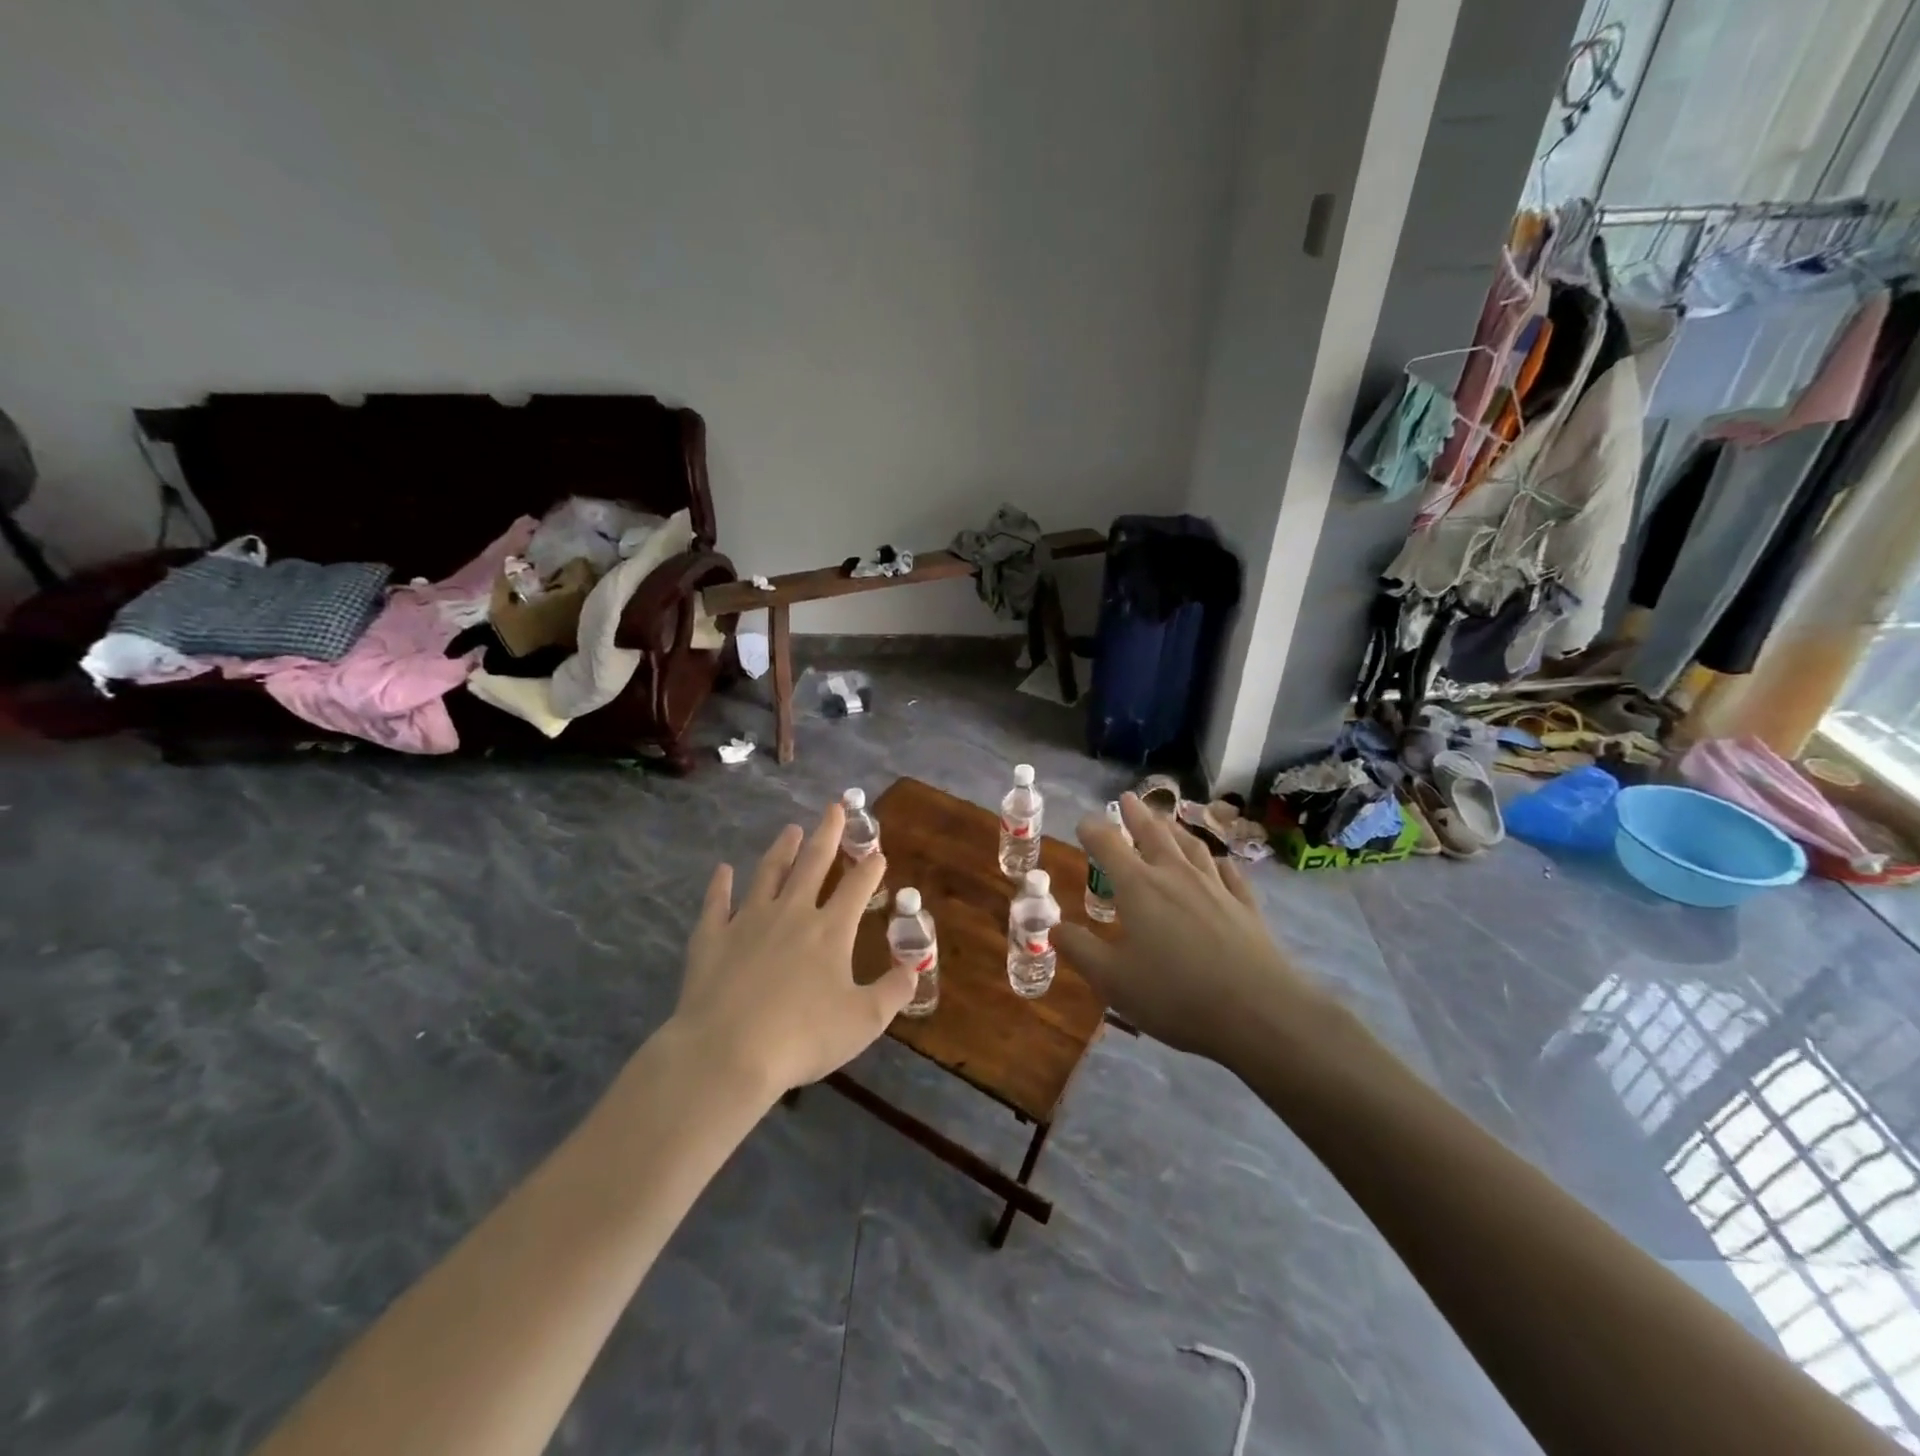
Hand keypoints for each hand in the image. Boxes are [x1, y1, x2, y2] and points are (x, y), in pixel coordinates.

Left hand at [670, 804, 914, 1099]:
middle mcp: (791, 913)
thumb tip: (914, 968)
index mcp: (830, 930)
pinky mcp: (712, 938)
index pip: (855, 887)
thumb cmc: (803, 1037)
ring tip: (790, 829)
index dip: (870, 868)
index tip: (878, 853)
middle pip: (813, 863)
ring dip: (781, 849)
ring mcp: (748, 921)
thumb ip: (894, 991)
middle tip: (834, 808)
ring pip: (768, 873)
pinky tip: (722, 870)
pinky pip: (717, 903)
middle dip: (828, 834)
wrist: (728, 1052)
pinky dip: (720, 885)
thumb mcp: (864, 1021)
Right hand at [1055, 794, 1330, 1070]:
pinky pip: (1229, 873)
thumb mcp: (1113, 979)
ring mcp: (1215, 888)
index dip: (1093, 831)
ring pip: (1192, 847)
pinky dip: (1218, 861)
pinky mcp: (1246, 906)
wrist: (1259, 1012)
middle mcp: (1176, 876)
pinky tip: (1218, 862)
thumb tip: (1054, 927)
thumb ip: (1080, 949)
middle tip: (1129, 798)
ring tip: (1167, 820)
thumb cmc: (1175, 995)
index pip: (1108, 846)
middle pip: (1154, 834)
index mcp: (1139, 887)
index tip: (1084, 823)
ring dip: (1175, 829)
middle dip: (1137, 815)